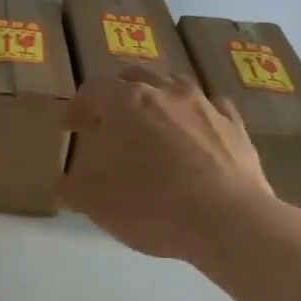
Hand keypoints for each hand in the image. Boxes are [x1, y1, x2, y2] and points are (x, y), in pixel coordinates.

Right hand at [60, 68, 274, 262]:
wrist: (227, 221)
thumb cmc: (150, 206)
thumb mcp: (94, 203)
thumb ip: (71, 186)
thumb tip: (64, 181)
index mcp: (125, 103)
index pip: (92, 91)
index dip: (77, 108)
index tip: (71, 129)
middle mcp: (165, 92)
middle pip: (133, 79)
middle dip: (116, 97)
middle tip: (109, 124)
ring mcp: (204, 104)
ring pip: (173, 87)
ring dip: (157, 102)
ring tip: (151, 129)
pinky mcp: (235, 125)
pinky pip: (210, 108)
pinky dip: (195, 118)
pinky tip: (194, 138)